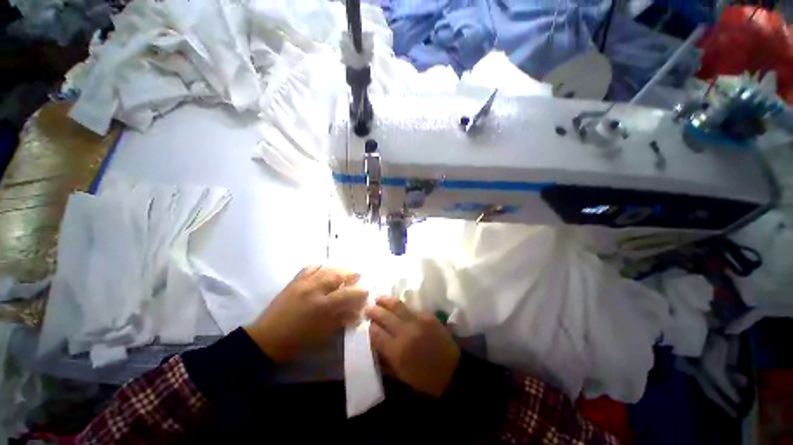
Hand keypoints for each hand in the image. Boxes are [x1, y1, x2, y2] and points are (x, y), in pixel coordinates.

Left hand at [245, 265, 367, 362]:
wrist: (266, 339)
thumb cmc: (297, 341)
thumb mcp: (323, 333)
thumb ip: (341, 319)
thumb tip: (357, 312)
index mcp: (322, 306)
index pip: (347, 293)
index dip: (359, 291)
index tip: (367, 290)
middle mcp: (314, 289)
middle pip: (337, 275)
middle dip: (351, 273)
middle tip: (359, 274)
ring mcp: (303, 283)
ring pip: (326, 269)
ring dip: (339, 268)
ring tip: (346, 270)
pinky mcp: (294, 281)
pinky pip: (309, 267)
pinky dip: (320, 266)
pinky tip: (325, 267)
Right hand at [367, 296, 460, 397]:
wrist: (452, 371)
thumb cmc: (423, 378)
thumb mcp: (400, 373)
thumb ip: (384, 356)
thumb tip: (374, 341)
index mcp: (397, 351)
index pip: (376, 333)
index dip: (369, 327)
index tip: (367, 324)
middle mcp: (405, 332)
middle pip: (384, 315)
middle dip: (373, 310)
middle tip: (368, 308)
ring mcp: (418, 321)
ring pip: (397, 305)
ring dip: (385, 300)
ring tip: (378, 298)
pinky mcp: (428, 315)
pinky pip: (410, 307)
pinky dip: (401, 306)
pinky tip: (396, 305)